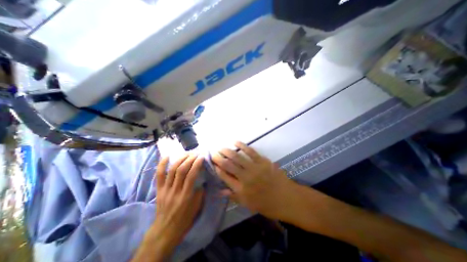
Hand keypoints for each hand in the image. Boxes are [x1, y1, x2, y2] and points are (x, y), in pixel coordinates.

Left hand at [132, 155, 203, 259]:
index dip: (197, 164)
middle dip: (189, 159)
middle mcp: (175, 191)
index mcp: (186, 196)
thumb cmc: (184, 219)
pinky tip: (167, 156)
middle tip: (195, 153)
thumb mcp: (197, 207)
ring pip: (171, 170)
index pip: (192, 175)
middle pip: (181, 170)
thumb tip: (202, 179)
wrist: (165, 230)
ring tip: (186, 153)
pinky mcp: (158, 190)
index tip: (202, 157)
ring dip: (180, 159)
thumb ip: (200, 191)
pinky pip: (159, 175)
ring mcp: (165, 189)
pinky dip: (162, 164)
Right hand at [211, 142, 294, 219]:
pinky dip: (242, 146)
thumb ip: (233, 196)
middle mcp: (245, 178)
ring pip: (237, 157)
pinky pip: (250, 151)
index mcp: (241, 190)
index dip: (217, 169)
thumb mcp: (249, 204)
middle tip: (213, 153)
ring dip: (227, 151)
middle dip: (219, 158)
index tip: (212, 163)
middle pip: (228, 165)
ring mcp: (254, 168)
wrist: (287, 198)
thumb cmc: (267, 204)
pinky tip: (235, 142)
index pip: (224, 176)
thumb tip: (219, 190)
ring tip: (220, 148)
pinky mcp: (262, 161)